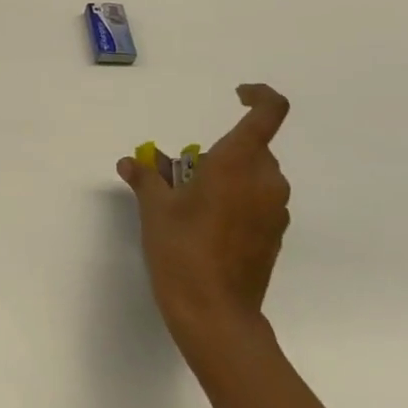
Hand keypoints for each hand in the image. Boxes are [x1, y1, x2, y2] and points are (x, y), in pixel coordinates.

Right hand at [117, 84, 291, 374]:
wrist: (214, 313)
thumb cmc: (181, 251)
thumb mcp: (155, 210)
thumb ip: (147, 178)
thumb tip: (132, 161)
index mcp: (238, 163)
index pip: (268, 112)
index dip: (258, 95)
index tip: (235, 95)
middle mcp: (266, 180)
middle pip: (252, 147)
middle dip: (219, 152)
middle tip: (182, 174)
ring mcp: (275, 210)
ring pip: (255, 175)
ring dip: (227, 177)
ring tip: (189, 202)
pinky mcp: (275, 234)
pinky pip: (258, 201)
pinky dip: (236, 200)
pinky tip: (207, 226)